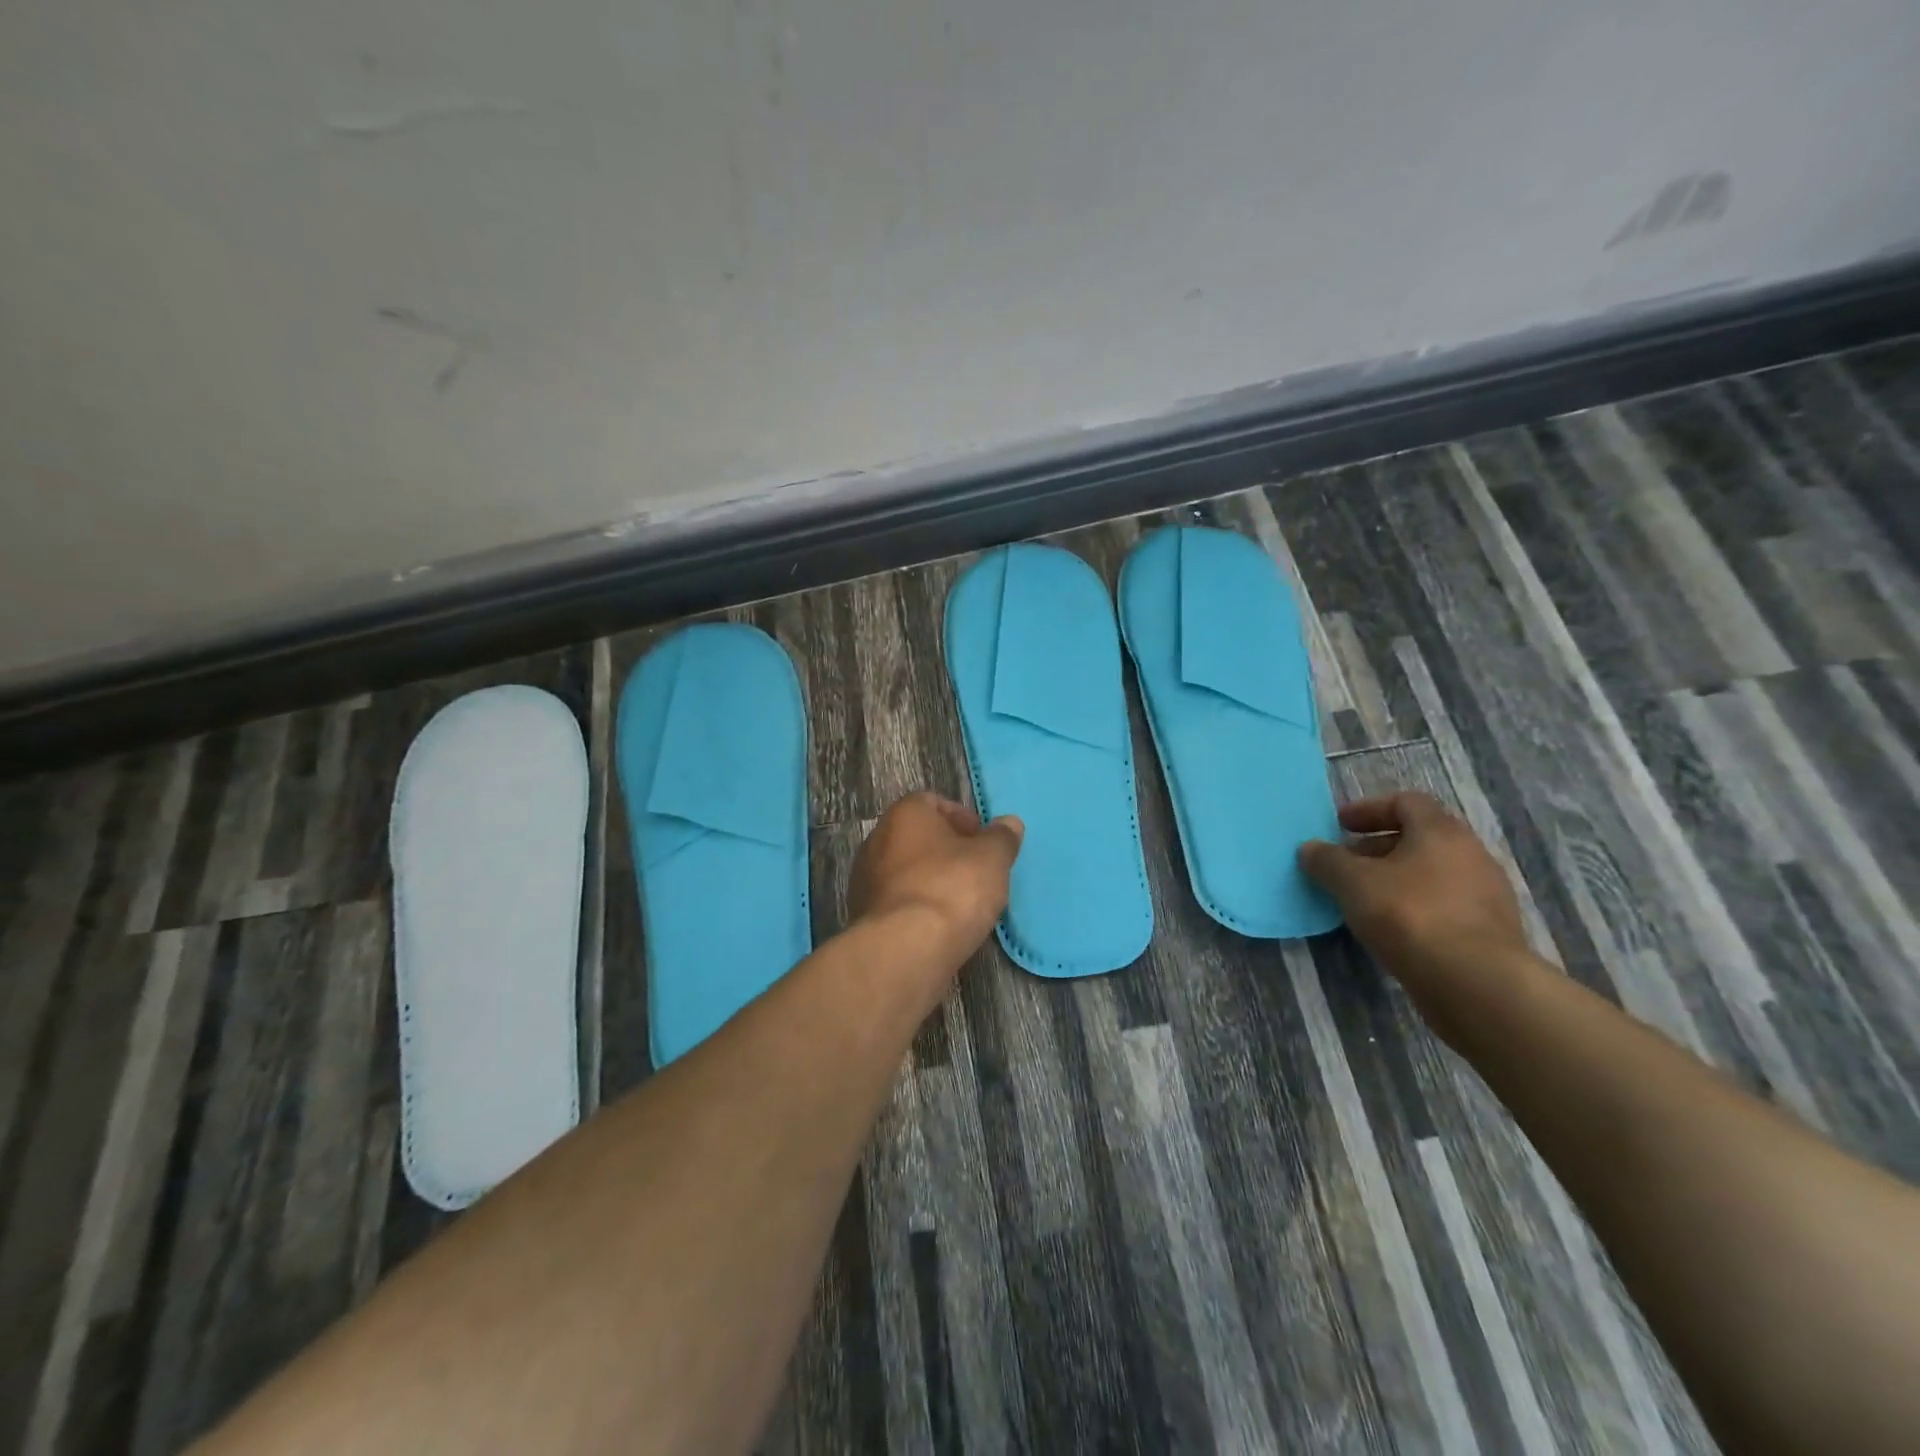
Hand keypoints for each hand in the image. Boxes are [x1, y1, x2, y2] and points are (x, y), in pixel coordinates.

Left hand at [849, 793, 1023, 967]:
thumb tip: (1009, 823)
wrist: (905, 950)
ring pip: (907, 871)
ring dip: (933, 880)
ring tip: (963, 902)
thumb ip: (1002, 838)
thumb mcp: (992, 858)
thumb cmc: (951, 889)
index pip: (932, 802)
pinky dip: (919, 907)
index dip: (962, 818)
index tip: (983, 841)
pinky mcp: (865, 917)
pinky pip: (899, 902)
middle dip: (947, 851)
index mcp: (904, 815)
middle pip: (918, 837)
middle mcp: (877, 840)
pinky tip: (941, 926)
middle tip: (977, 870)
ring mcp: (865, 880)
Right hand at [1298, 792, 1529, 1003]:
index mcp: (1441, 831)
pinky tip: (1394, 930)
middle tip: (1346, 866)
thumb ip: (1327, 861)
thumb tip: (1310, 848)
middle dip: (1378, 848)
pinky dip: (1417, 907)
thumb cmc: (1409, 915)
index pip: (1406, 802)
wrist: (1476, 982)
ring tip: (1365, 900)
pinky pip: (1446, 905)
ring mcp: (1488, 894)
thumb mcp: (1352, 883)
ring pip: (1433, 874)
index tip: (1340, 826)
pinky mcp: (1492, 931)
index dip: (1369, 809)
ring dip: (1398, 880)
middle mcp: (1472, 854)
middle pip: (1420, 838)